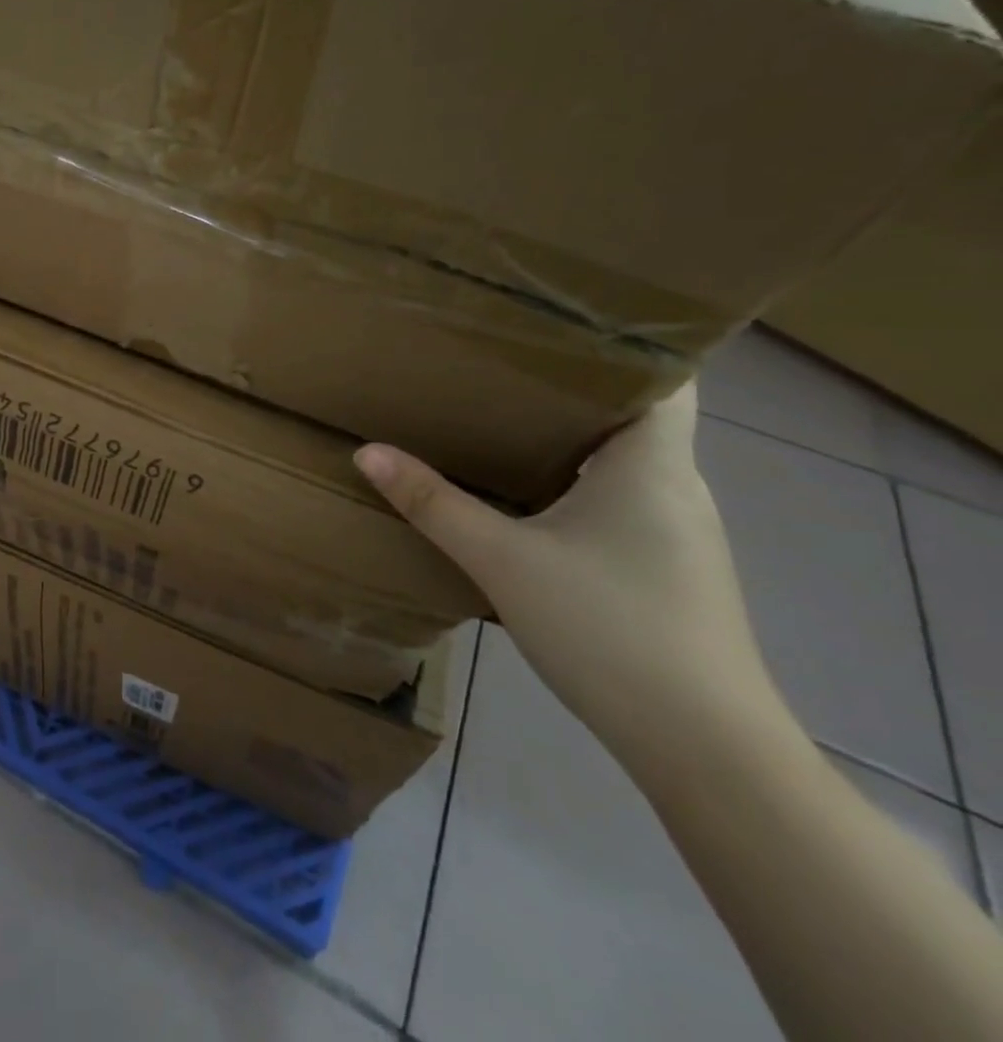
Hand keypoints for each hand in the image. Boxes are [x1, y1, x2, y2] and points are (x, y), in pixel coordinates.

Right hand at [356, 384, 782, 766]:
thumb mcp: (502, 560)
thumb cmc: (609, 629)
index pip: (663, 376)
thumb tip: (367, 452)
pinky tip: (533, 497)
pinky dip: (581, 483)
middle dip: (572, 388)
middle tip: (501, 363)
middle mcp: (678, 487)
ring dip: (574, 439)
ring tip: (504, 417)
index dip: (621, 343)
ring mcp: (681, 533)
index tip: (553, 324)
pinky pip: (624, 500)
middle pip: (634, 415)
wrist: (704, 749)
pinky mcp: (671, 570)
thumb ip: (433, 502)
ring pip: (627, 461)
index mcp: (652, 463)